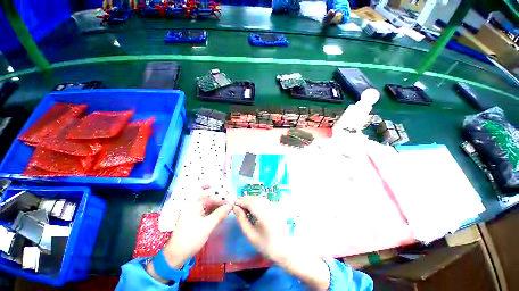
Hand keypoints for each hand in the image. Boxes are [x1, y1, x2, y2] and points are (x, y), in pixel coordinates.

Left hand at [147, 191, 231, 281]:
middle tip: (231, 205)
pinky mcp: (195, 220)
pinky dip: (214, 213)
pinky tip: (221, 215)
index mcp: (193, 205)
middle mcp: (193, 206)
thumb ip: (220, 214)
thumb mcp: (207, 225)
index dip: (221, 198)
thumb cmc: (191, 238)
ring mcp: (194, 213)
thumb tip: (231, 205)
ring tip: (228, 210)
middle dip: (220, 202)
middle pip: (209, 200)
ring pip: (209, 207)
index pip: (210, 196)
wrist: (176, 256)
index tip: (231, 201)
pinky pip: (207, 213)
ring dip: (218, 208)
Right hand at [233, 196, 291, 263]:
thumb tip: (235, 208)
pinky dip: (257, 200)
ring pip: (260, 198)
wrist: (284, 250)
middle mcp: (269, 208)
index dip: (241, 201)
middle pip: (255, 198)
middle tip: (237, 203)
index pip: (250, 203)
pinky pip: (265, 200)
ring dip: (251, 199)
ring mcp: (274, 207)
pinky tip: (252, 205)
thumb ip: (242, 220)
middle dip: (245, 199)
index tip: (233, 203)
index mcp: (263, 215)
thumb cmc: (265, 245)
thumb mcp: (250, 235)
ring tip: (243, 204)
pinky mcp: (276, 208)